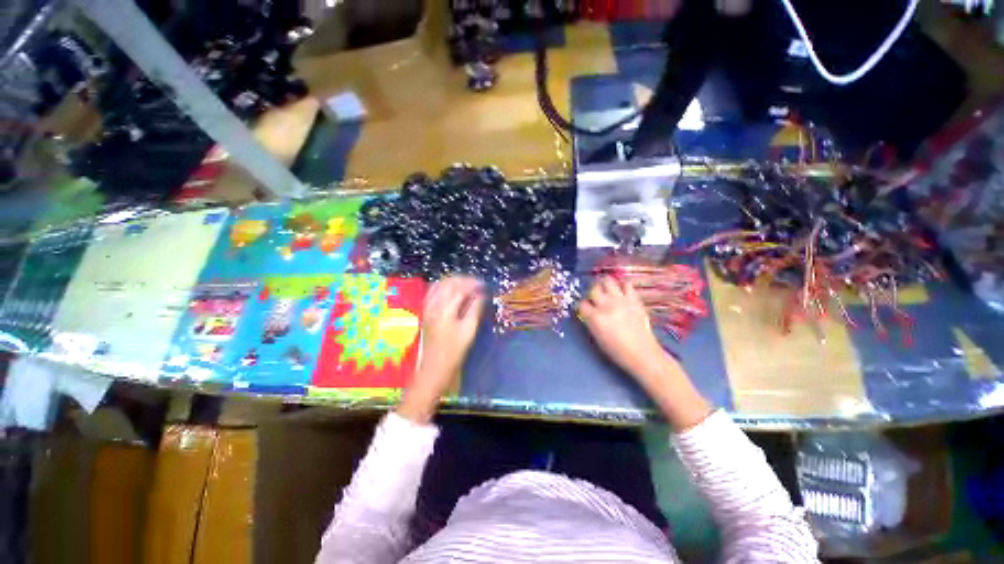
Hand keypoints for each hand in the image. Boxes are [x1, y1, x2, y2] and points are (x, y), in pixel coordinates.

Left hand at [398, 276, 485, 422]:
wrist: (433, 369)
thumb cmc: (454, 352)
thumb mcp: (469, 331)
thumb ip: (475, 309)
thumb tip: (481, 295)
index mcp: (445, 309)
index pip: (461, 289)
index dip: (474, 284)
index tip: (485, 285)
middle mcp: (434, 304)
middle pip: (449, 283)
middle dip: (465, 280)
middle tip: (478, 284)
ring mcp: (427, 307)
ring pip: (440, 285)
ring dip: (454, 281)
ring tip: (468, 284)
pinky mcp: (425, 312)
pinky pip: (433, 291)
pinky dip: (444, 286)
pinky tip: (452, 290)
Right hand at [578, 275, 666, 378]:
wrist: (642, 354)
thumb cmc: (617, 351)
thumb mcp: (597, 337)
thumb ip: (590, 321)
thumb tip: (588, 312)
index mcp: (595, 318)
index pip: (581, 304)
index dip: (581, 306)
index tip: (584, 308)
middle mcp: (606, 305)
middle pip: (593, 289)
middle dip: (591, 292)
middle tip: (594, 296)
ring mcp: (621, 300)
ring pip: (608, 281)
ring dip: (605, 284)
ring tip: (606, 290)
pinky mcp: (634, 299)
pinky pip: (627, 284)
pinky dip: (622, 286)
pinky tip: (622, 293)